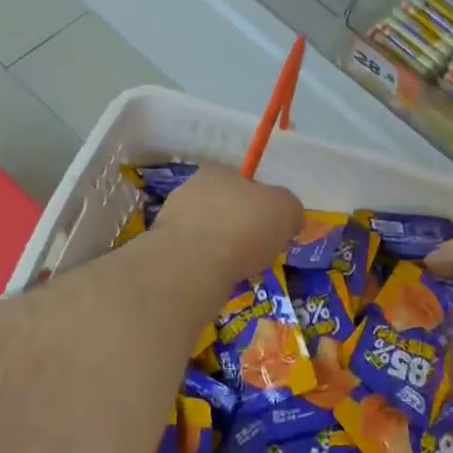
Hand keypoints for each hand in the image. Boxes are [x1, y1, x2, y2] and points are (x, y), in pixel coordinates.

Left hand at [153, 166, 300, 289]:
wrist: (193, 264)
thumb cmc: (244, 226)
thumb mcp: (286, 210)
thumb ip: (290, 210)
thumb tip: (289, 218)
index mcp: (217, 172)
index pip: (242, 183)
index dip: (260, 205)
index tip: (270, 228)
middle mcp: (189, 189)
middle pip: (223, 208)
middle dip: (239, 228)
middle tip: (257, 251)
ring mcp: (171, 220)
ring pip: (206, 233)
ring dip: (221, 248)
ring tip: (239, 270)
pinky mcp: (162, 250)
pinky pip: (193, 257)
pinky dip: (206, 267)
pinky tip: (217, 280)